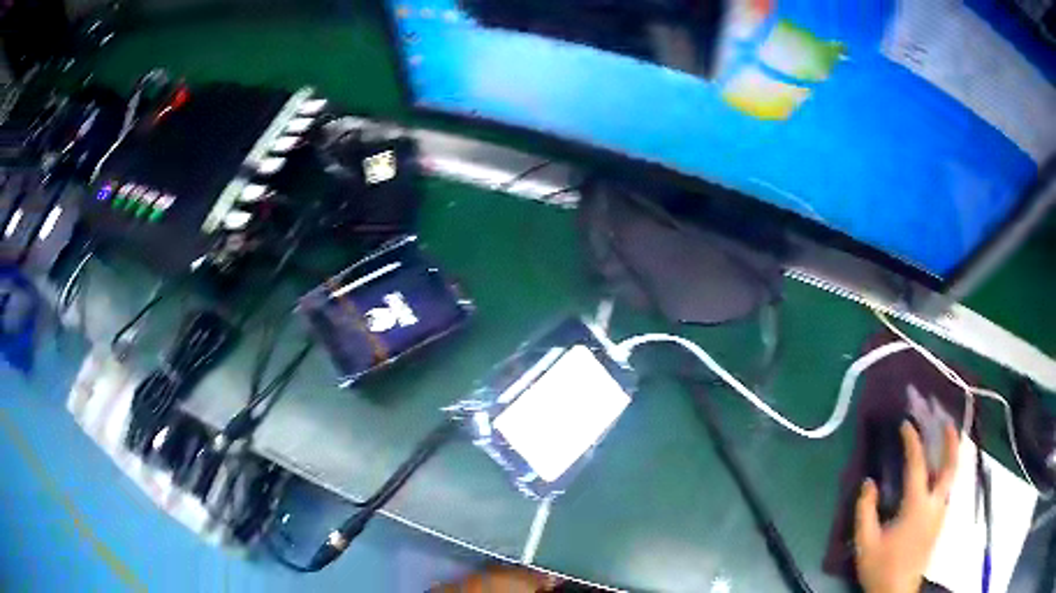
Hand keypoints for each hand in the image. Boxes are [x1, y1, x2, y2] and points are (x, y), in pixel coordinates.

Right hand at [854, 421, 959, 592]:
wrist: (896, 592)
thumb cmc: (881, 568)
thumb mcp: (866, 543)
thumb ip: (865, 511)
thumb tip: (869, 483)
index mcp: (917, 505)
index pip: (917, 465)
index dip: (912, 442)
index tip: (906, 424)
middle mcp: (935, 504)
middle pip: (951, 466)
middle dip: (951, 441)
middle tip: (947, 421)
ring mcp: (940, 513)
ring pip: (952, 478)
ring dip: (951, 456)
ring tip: (946, 441)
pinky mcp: (939, 523)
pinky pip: (947, 490)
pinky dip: (945, 474)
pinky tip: (938, 475)